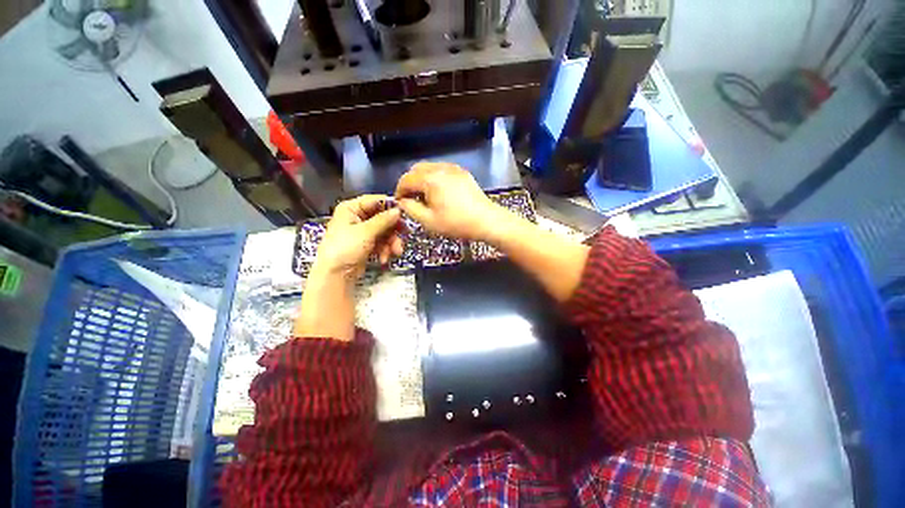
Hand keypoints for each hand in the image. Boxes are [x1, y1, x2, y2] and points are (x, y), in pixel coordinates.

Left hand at [312, 195, 402, 279]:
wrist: (335, 275)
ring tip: (395, 252)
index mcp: (351, 208)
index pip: (375, 201)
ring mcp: (362, 232)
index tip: (404, 213)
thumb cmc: (344, 249)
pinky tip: (384, 258)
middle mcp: (357, 218)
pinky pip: (382, 243)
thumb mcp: (365, 232)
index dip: (390, 207)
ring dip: (391, 243)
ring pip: (385, 232)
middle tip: (404, 235)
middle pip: (383, 218)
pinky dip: (385, 250)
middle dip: (393, 230)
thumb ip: (383, 220)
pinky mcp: (367, 245)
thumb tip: (398, 210)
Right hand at [394, 162, 499, 240]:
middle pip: (416, 169)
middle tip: (411, 199)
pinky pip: (442, 170)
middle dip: (410, 183)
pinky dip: (434, 178)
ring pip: (429, 168)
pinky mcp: (462, 172)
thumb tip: (403, 201)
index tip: (400, 202)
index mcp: (430, 179)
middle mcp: (441, 168)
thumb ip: (410, 209)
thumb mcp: (429, 221)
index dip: (399, 190)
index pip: (406, 179)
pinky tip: (439, 193)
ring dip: (422, 179)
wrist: (486, 221)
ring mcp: (453, 168)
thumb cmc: (456, 223)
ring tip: (425, 197)